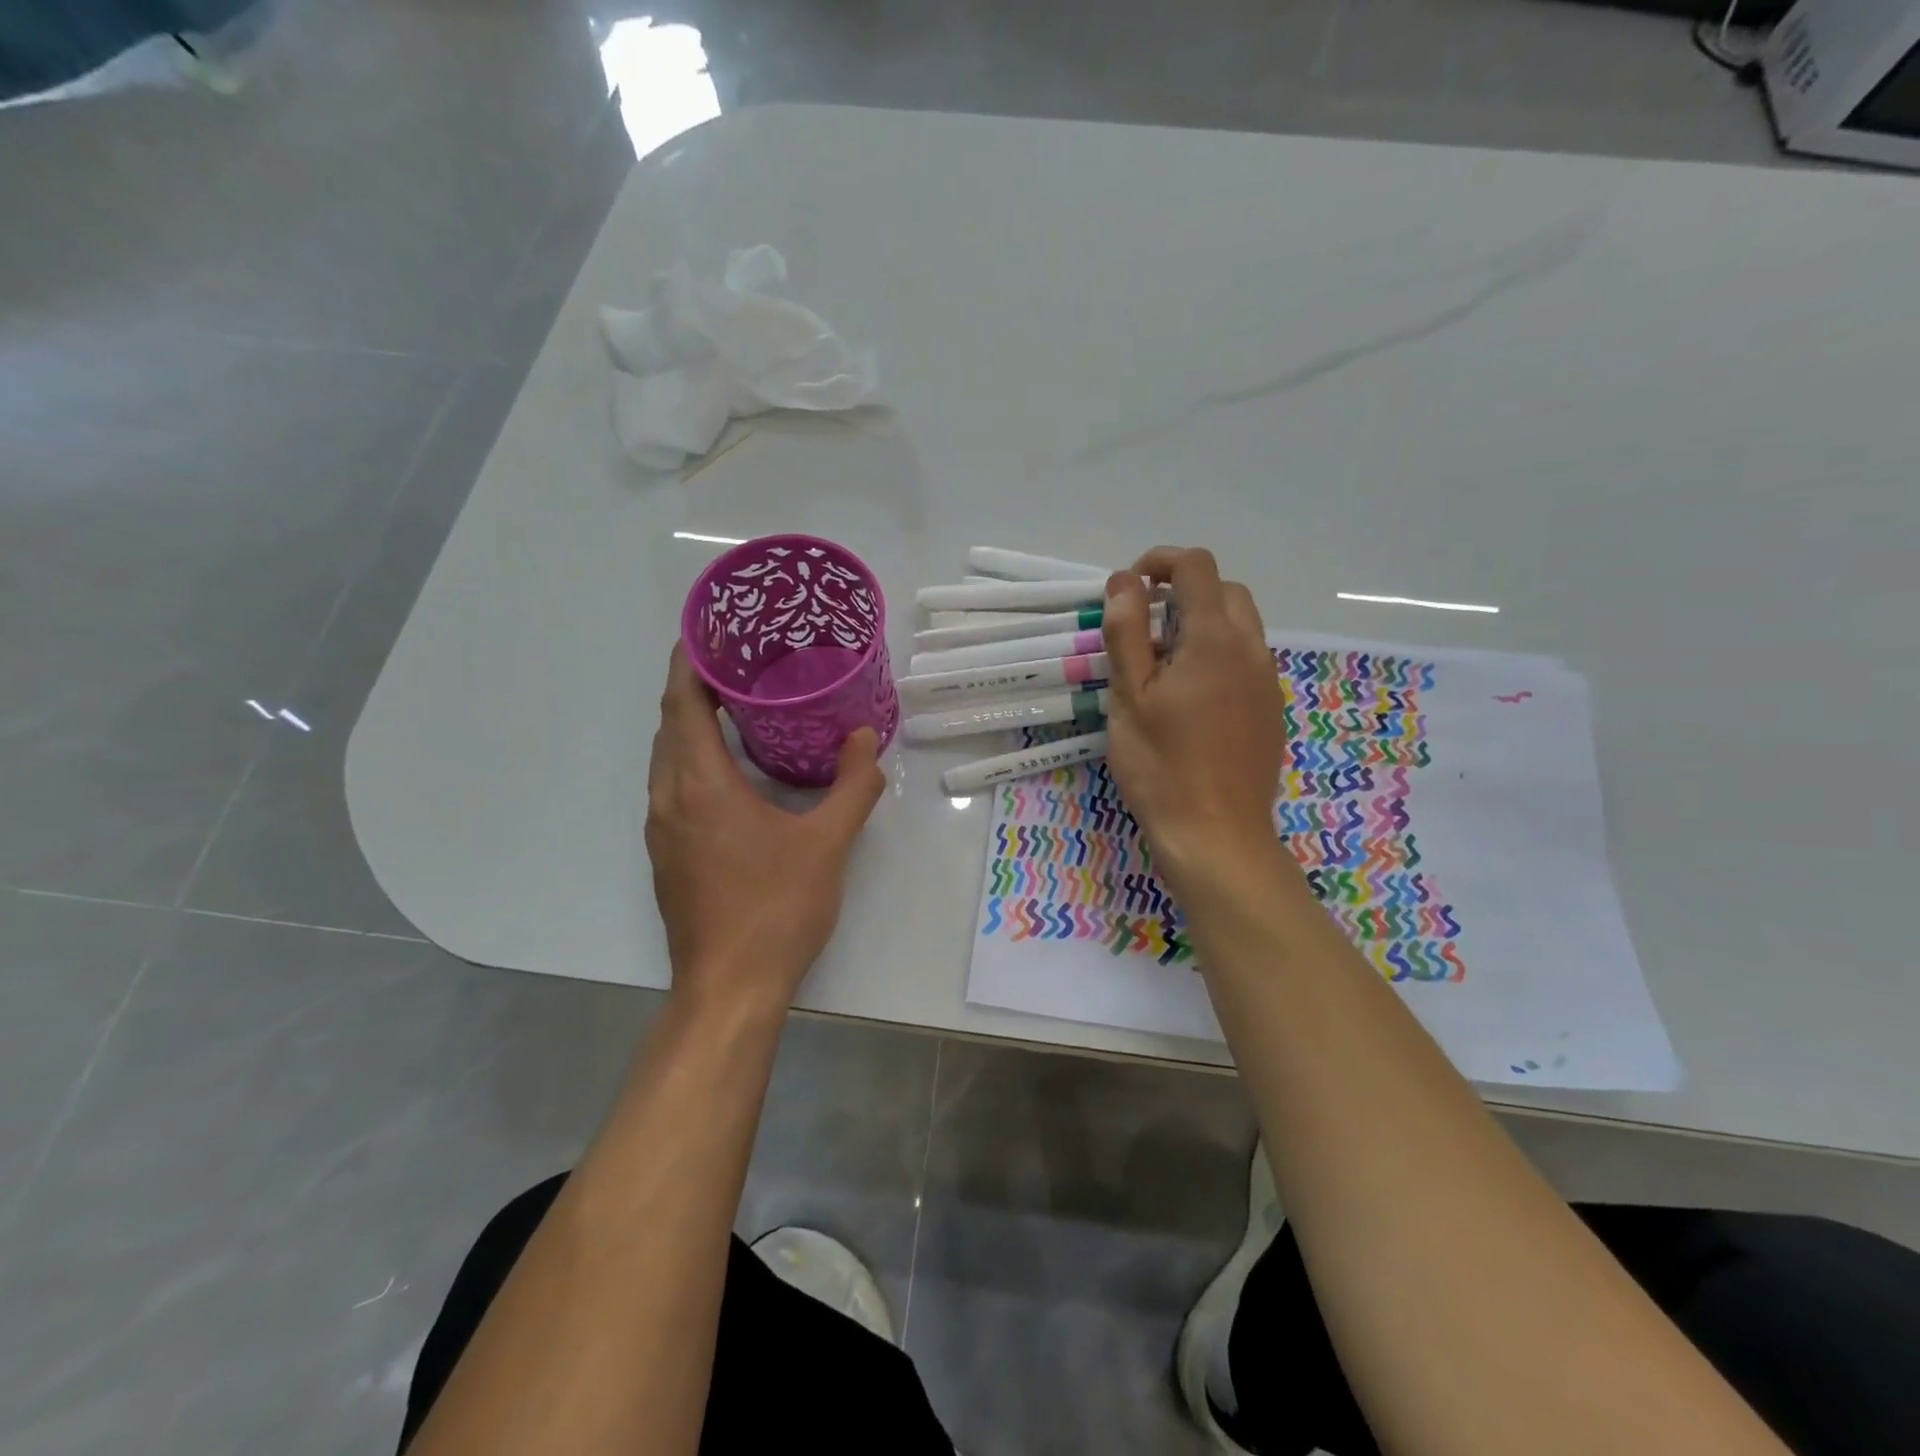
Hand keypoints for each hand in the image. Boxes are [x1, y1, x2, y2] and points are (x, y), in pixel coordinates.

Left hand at [645, 646, 885, 1011]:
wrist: (729, 988)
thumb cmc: (776, 909)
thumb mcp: (827, 843)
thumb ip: (852, 786)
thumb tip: (865, 737)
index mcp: (701, 786)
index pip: (682, 705)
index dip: (689, 663)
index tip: (709, 632)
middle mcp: (669, 800)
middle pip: (669, 727)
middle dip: (693, 689)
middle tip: (736, 663)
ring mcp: (661, 831)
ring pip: (667, 760)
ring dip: (690, 727)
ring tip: (733, 707)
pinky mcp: (667, 856)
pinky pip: (672, 788)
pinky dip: (692, 761)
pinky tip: (729, 772)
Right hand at [1102, 547, 1287, 890]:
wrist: (1216, 836)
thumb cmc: (1161, 766)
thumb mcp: (1129, 697)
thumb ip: (1125, 632)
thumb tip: (1124, 581)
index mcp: (1214, 639)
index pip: (1196, 567)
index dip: (1160, 562)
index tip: (1129, 588)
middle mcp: (1251, 650)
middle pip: (1225, 592)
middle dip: (1183, 593)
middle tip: (1143, 629)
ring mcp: (1267, 682)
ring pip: (1239, 627)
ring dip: (1201, 625)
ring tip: (1161, 667)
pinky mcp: (1270, 711)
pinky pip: (1246, 661)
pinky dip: (1217, 656)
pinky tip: (1189, 701)